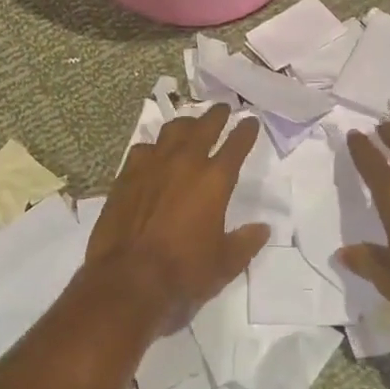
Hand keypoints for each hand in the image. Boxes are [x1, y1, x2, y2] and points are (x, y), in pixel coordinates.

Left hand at [84, 103, 267, 318]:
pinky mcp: (127, 175)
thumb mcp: (224, 264)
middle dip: (216, 115)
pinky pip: (143, 149)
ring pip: (172, 131)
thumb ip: (245, 242)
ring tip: (191, 124)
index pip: (236, 145)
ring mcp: (152, 165)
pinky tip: (154, 153)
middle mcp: (185, 163)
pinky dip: (154, 147)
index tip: (251, 121)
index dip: (246, 131)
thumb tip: (262, 228)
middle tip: (223, 109)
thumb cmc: (183, 273)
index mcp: (214, 180)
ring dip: (186, 124)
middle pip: (204, 127)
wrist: (128, 279)